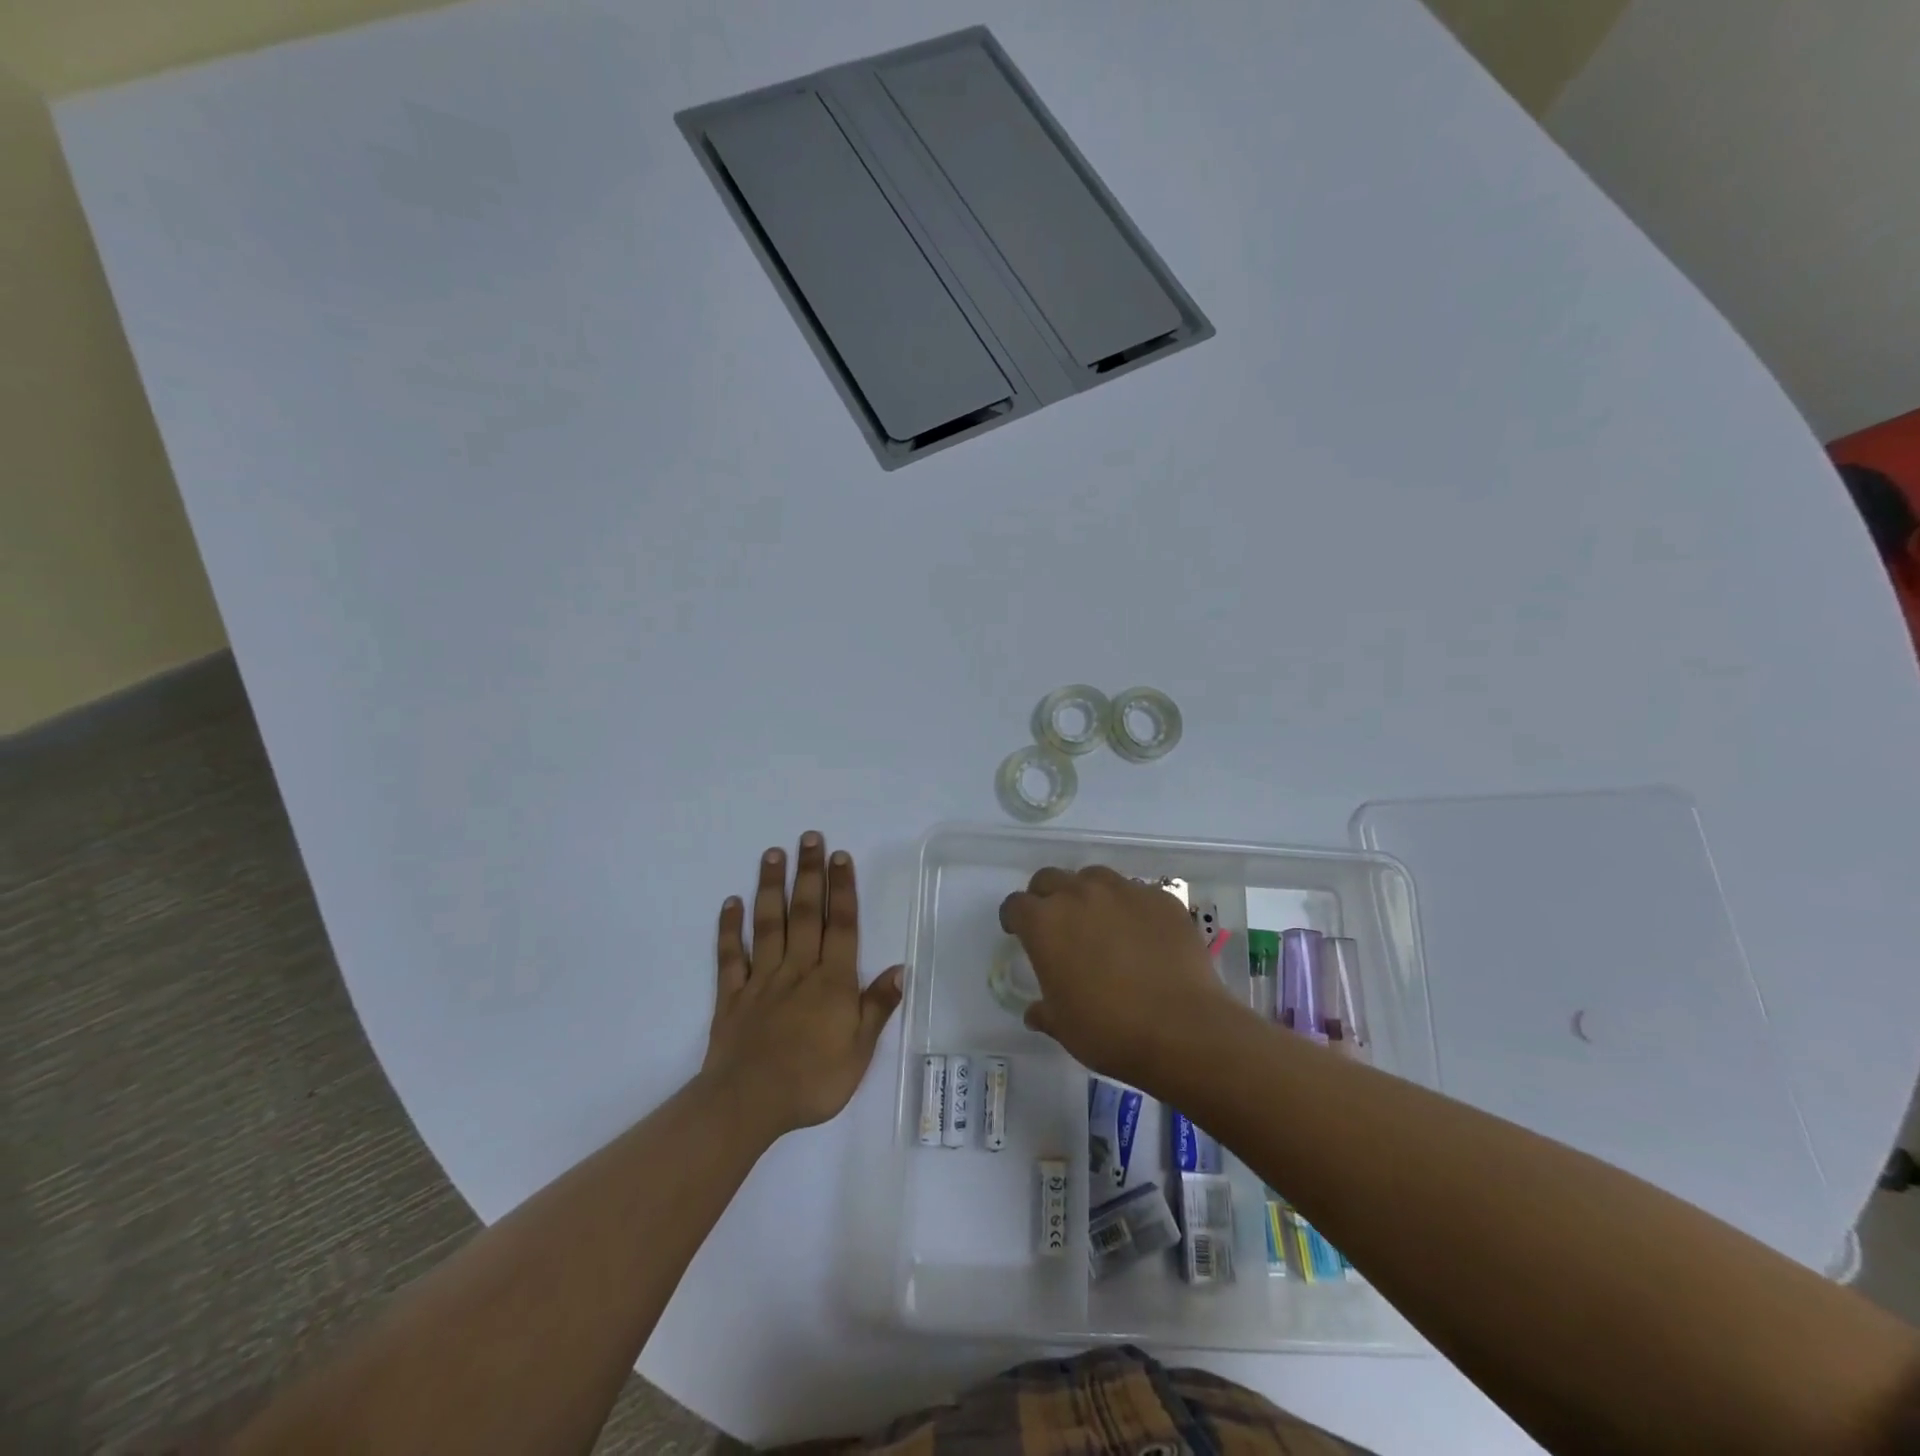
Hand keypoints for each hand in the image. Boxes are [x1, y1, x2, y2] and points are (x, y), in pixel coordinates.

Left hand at [702, 832, 902, 1137]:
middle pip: (805, 914)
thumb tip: (901, 969)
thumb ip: (877, 1007)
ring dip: (770, 888)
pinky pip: (730, 956)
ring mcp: (761, 979)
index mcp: (832, 982)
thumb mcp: (858, 1051)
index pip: (841, 926)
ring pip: (768, 925)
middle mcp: (798, 969)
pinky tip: (730, 903)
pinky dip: (729, 929)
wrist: (748, 1104)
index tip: (839, 856)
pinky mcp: (731, 996)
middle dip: (808, 873)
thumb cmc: (812, 1081)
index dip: (842, 889)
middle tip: (808, 838)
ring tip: (772, 854)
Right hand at [999, 866, 1236, 1087]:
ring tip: (1100, 923)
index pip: (1015, 905)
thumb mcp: (1063, 1027)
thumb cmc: (1109, 1030)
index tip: (1019, 932)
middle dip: (1046, 897)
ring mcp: (1124, 891)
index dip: (1014, 918)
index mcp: (1044, 923)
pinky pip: (1137, 893)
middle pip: (1050, 879)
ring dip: (1088, 894)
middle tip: (1057, 924)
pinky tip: (1142, 935)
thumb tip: (1036, 1012)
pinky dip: (1131, 908)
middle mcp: (1079, 895)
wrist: (1183, 1029)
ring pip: (1094, 878)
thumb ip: (1044, 1011)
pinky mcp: (1161, 898)